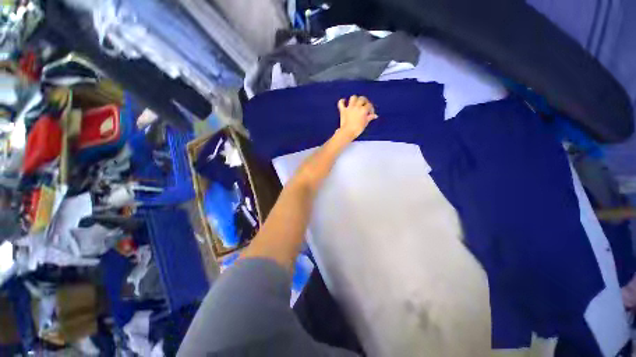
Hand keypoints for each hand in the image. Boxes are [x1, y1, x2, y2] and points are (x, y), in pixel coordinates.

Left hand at [337, 95, 377, 140]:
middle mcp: (357, 106)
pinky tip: (344, 102)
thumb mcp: (365, 123)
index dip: (371, 109)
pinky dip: (342, 101)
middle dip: (365, 101)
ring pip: (353, 97)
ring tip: (356, 103)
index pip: (369, 105)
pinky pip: (341, 103)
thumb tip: (375, 115)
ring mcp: (349, 108)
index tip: (370, 114)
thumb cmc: (357, 129)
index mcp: (363, 110)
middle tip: (365, 106)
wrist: (347, 132)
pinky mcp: (343, 110)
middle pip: (362, 98)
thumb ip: (370, 118)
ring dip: (355, 99)